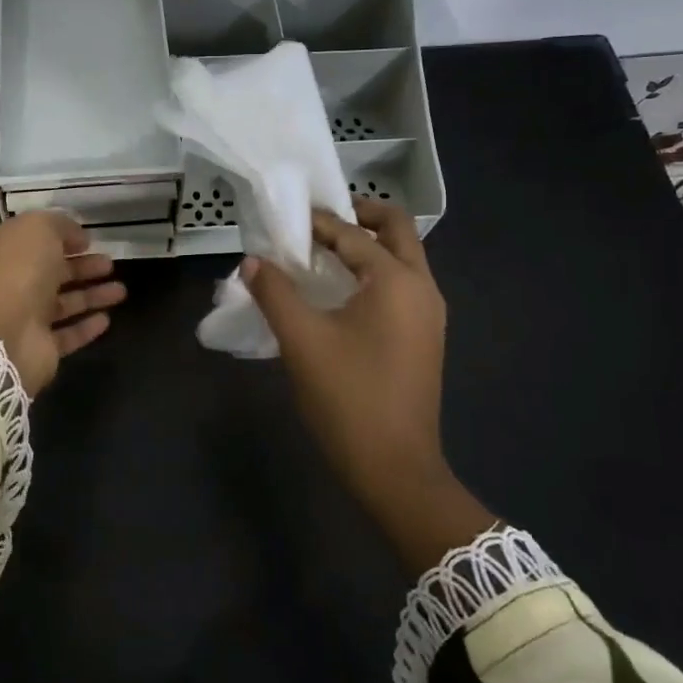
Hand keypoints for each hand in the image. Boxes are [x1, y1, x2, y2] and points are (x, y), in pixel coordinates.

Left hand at [0, 212, 126, 392]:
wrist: (0, 335)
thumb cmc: (16, 271)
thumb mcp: (38, 228)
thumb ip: (59, 225)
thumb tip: (77, 237)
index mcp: (0, 251)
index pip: (32, 240)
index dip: (60, 237)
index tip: (88, 240)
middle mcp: (9, 282)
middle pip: (51, 272)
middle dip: (82, 267)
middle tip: (109, 264)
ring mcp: (23, 317)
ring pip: (63, 303)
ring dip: (91, 295)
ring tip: (121, 290)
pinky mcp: (39, 347)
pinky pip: (67, 334)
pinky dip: (86, 326)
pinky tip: (106, 319)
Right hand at [242, 199, 494, 568]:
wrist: (395, 468)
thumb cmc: (347, 398)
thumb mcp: (301, 341)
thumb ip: (274, 293)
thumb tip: (252, 262)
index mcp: (397, 281)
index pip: (353, 234)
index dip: (316, 222)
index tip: (284, 219)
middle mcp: (423, 287)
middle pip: (396, 230)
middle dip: (359, 215)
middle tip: (317, 220)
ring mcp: (429, 313)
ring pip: (403, 257)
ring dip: (367, 245)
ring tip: (321, 252)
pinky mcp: (425, 336)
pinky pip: (401, 284)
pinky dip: (374, 272)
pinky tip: (340, 290)